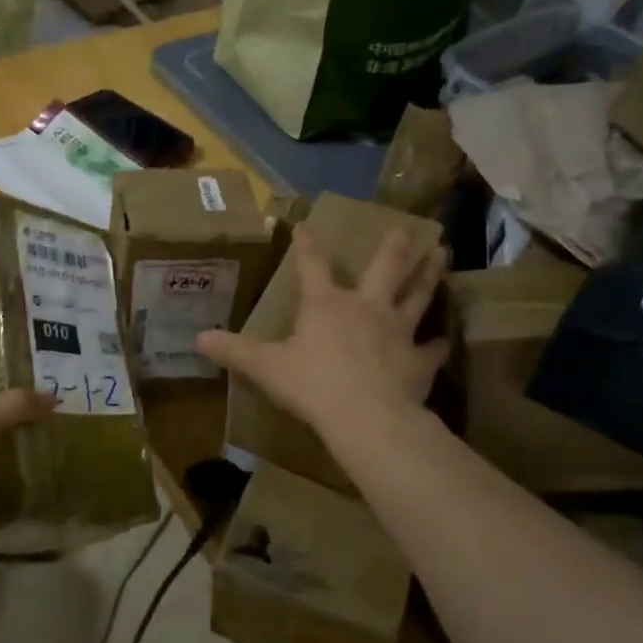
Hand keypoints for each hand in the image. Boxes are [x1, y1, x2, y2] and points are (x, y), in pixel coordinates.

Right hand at [196, 226, 447, 434]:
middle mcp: (366, 307)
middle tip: (409, 229)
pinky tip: (445, 341)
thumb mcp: (265, 367)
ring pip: (418, 296)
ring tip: (443, 256)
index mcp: (326, 305)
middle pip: (385, 268)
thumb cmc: (311, 384)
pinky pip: (433, 349)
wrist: (364, 416)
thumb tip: (198, 338)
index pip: (312, 266)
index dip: (307, 246)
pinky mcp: (418, 360)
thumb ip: (234, 351)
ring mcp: (398, 331)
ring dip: (430, 276)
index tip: (307, 226)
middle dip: (395, 247)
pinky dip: (438, 345)